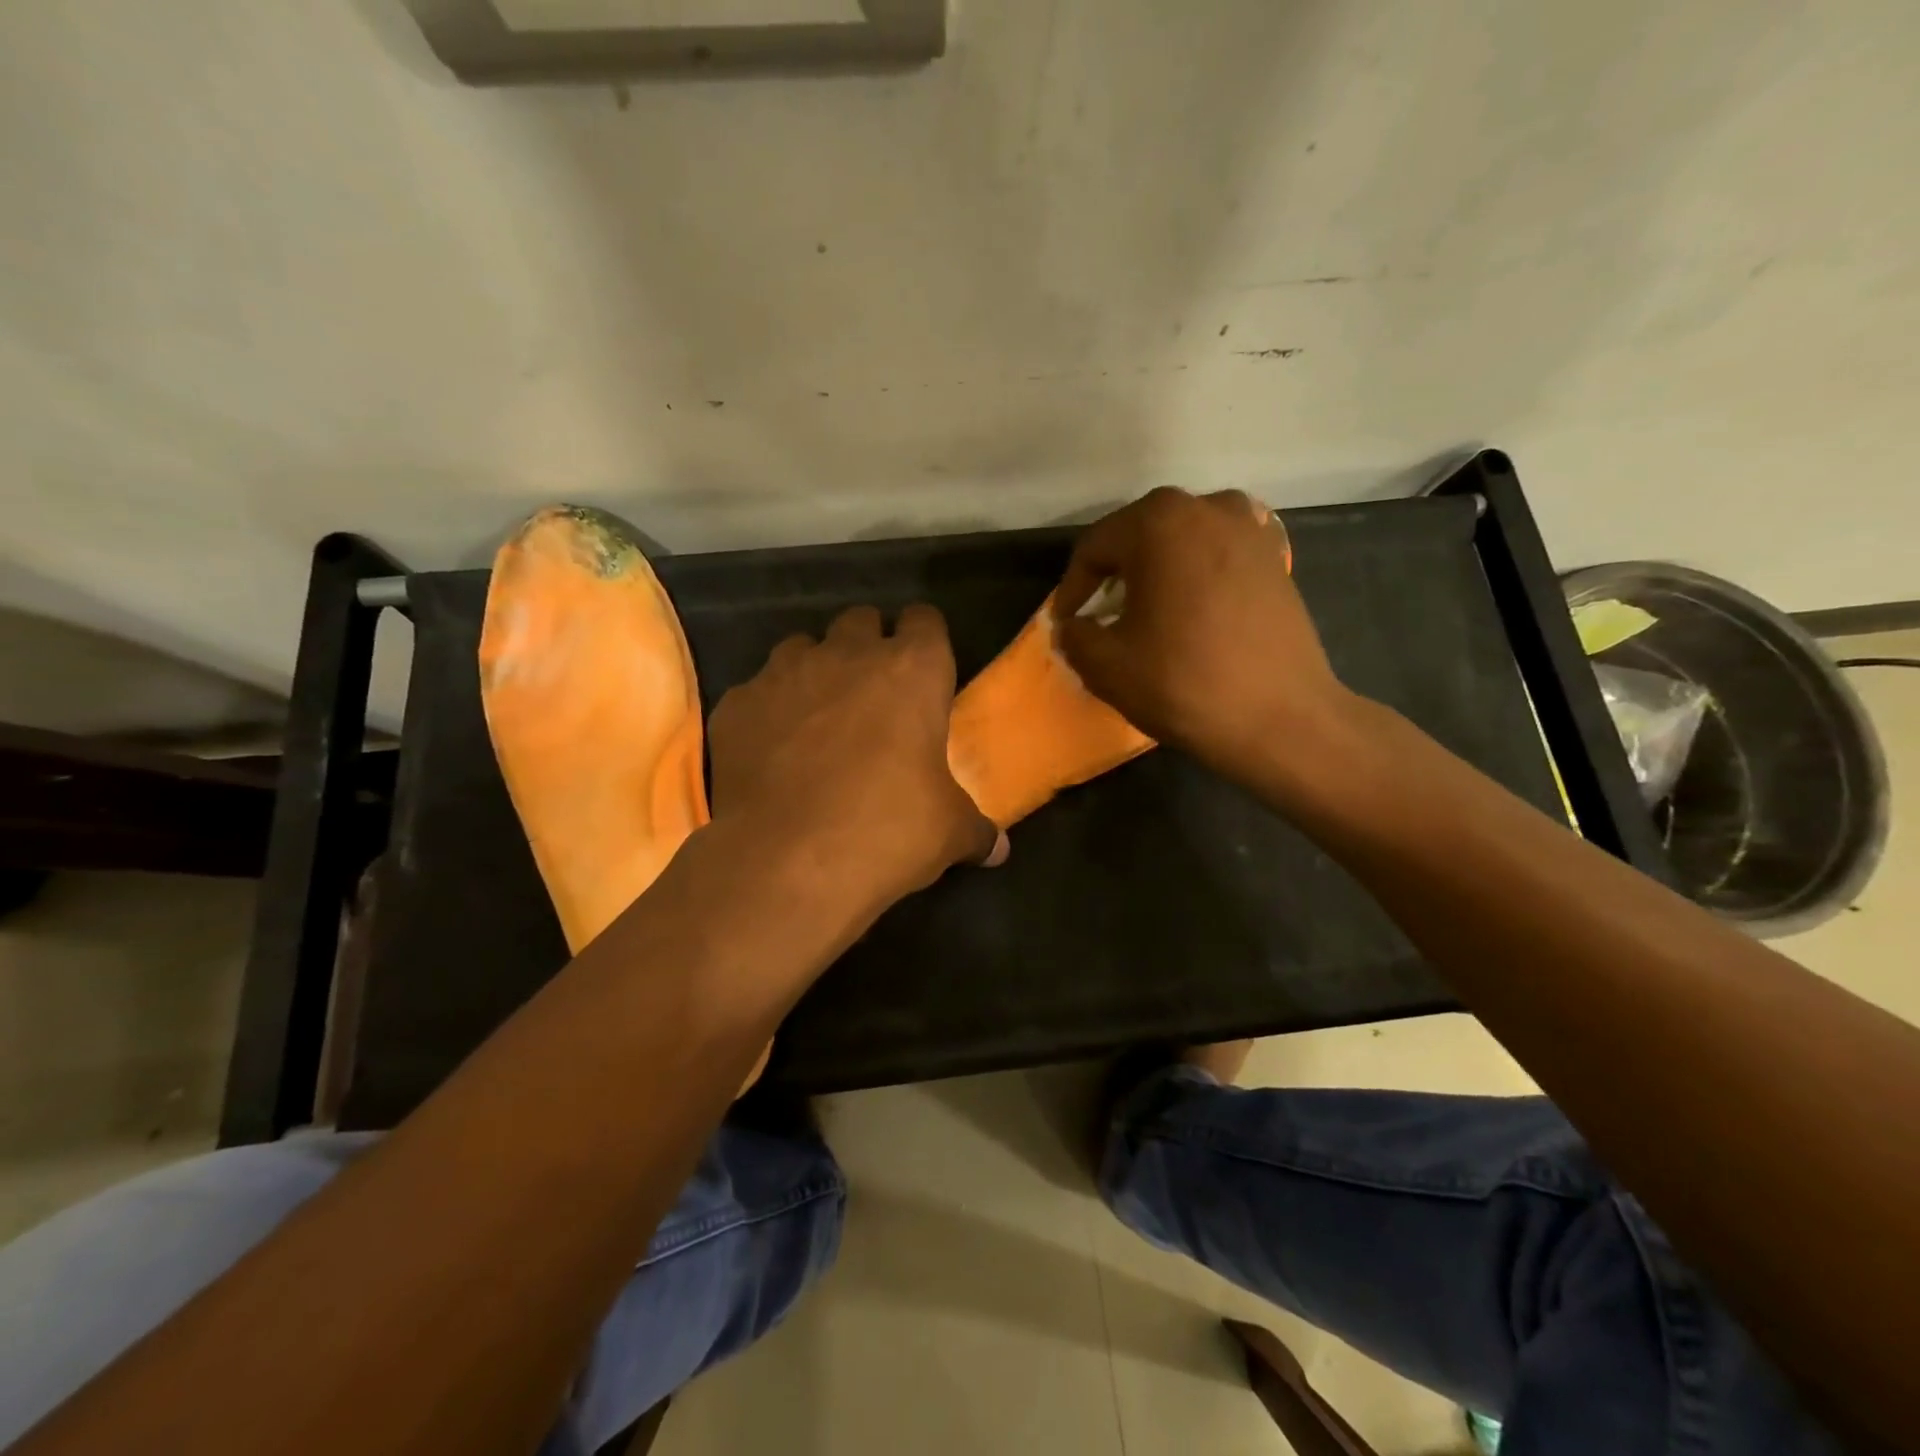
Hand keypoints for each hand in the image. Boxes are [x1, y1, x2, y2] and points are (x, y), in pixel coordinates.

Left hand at [709, 604, 1002, 913]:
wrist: (788, 862)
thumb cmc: (888, 831)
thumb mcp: (949, 833)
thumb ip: (976, 830)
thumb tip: (998, 850)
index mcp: (912, 670)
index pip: (925, 620)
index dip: (926, 641)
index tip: (926, 671)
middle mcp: (847, 655)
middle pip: (861, 621)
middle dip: (869, 647)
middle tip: (874, 694)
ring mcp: (784, 673)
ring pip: (803, 647)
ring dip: (816, 671)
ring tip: (818, 717)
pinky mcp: (737, 704)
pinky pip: (757, 692)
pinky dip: (769, 711)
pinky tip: (772, 751)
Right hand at [1056, 488, 1359, 793]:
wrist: (1282, 719)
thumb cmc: (1184, 683)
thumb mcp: (1106, 666)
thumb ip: (1075, 636)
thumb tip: (1073, 627)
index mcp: (1158, 522)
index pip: (1095, 547)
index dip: (1072, 588)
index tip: (1066, 623)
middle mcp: (1207, 507)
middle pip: (1139, 536)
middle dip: (1114, 576)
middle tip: (1100, 616)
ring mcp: (1250, 529)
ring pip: (1181, 543)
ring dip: (1156, 573)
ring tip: (1146, 612)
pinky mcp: (1276, 559)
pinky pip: (1217, 558)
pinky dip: (1195, 578)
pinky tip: (1190, 614)